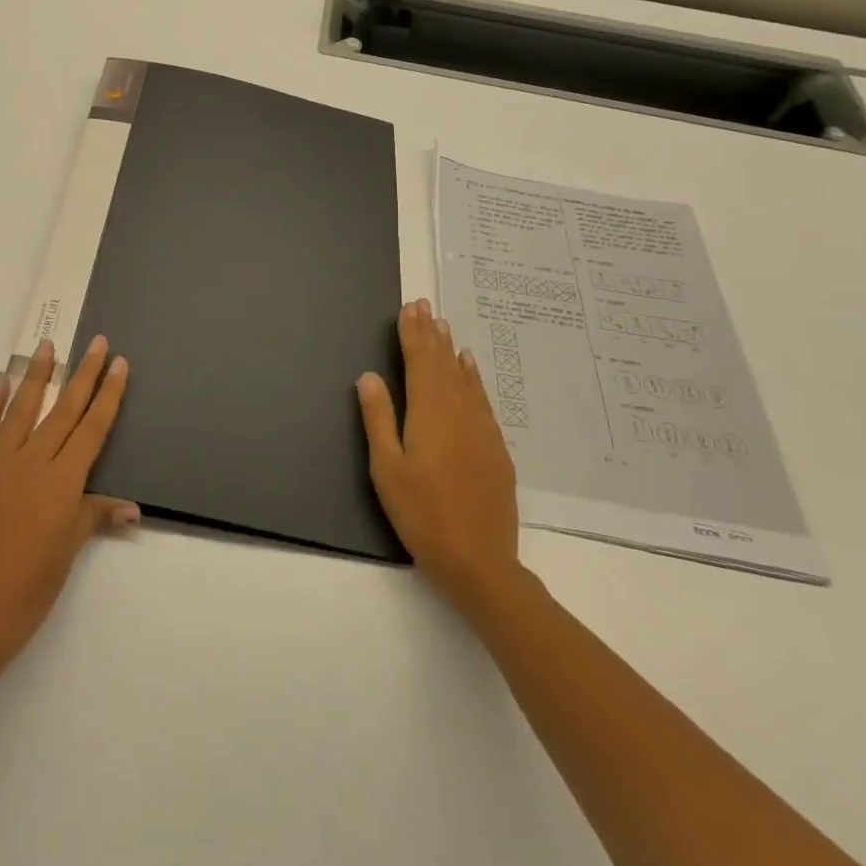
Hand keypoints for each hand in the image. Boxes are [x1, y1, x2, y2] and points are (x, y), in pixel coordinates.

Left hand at [0, 336, 139, 681]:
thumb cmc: (25, 593)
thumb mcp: (66, 555)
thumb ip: (93, 517)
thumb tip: (131, 508)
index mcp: (62, 483)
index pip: (93, 428)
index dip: (108, 394)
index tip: (118, 363)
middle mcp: (31, 463)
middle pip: (64, 410)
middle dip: (83, 374)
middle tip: (95, 342)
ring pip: (22, 409)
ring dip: (37, 375)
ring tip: (47, 346)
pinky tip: (1, 381)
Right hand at [358, 299, 524, 605]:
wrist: (480, 560)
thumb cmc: (422, 514)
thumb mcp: (386, 468)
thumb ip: (378, 419)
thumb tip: (370, 376)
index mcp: (428, 414)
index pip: (420, 362)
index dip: (412, 334)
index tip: (409, 308)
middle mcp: (458, 412)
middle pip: (442, 364)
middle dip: (431, 333)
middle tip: (424, 305)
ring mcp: (481, 429)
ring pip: (464, 378)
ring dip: (451, 350)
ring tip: (444, 325)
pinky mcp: (495, 447)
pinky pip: (482, 398)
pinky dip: (473, 377)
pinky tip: (470, 367)